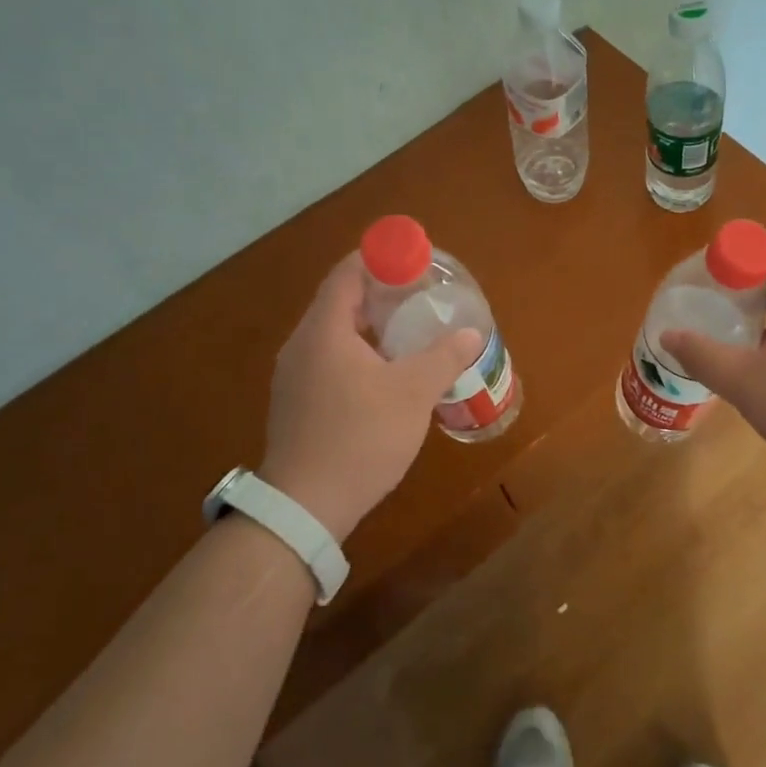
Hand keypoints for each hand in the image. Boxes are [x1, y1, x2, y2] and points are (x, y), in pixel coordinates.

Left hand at [260, 255, 482, 541]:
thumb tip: (470, 334)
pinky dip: (358, 353)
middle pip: (340, 301)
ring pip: (335, 334)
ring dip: (370, 326)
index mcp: (324, 331)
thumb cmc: (360, 438)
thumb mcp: (413, 393)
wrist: (305, 507)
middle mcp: (302, 345)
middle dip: (380, 293)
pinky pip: (329, 360)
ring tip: (410, 332)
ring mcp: (294, 376)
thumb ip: (444, 357)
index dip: (379, 259)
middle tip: (420, 296)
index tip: (412, 262)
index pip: (347, 273)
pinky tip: (386, 374)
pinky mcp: (297, 403)